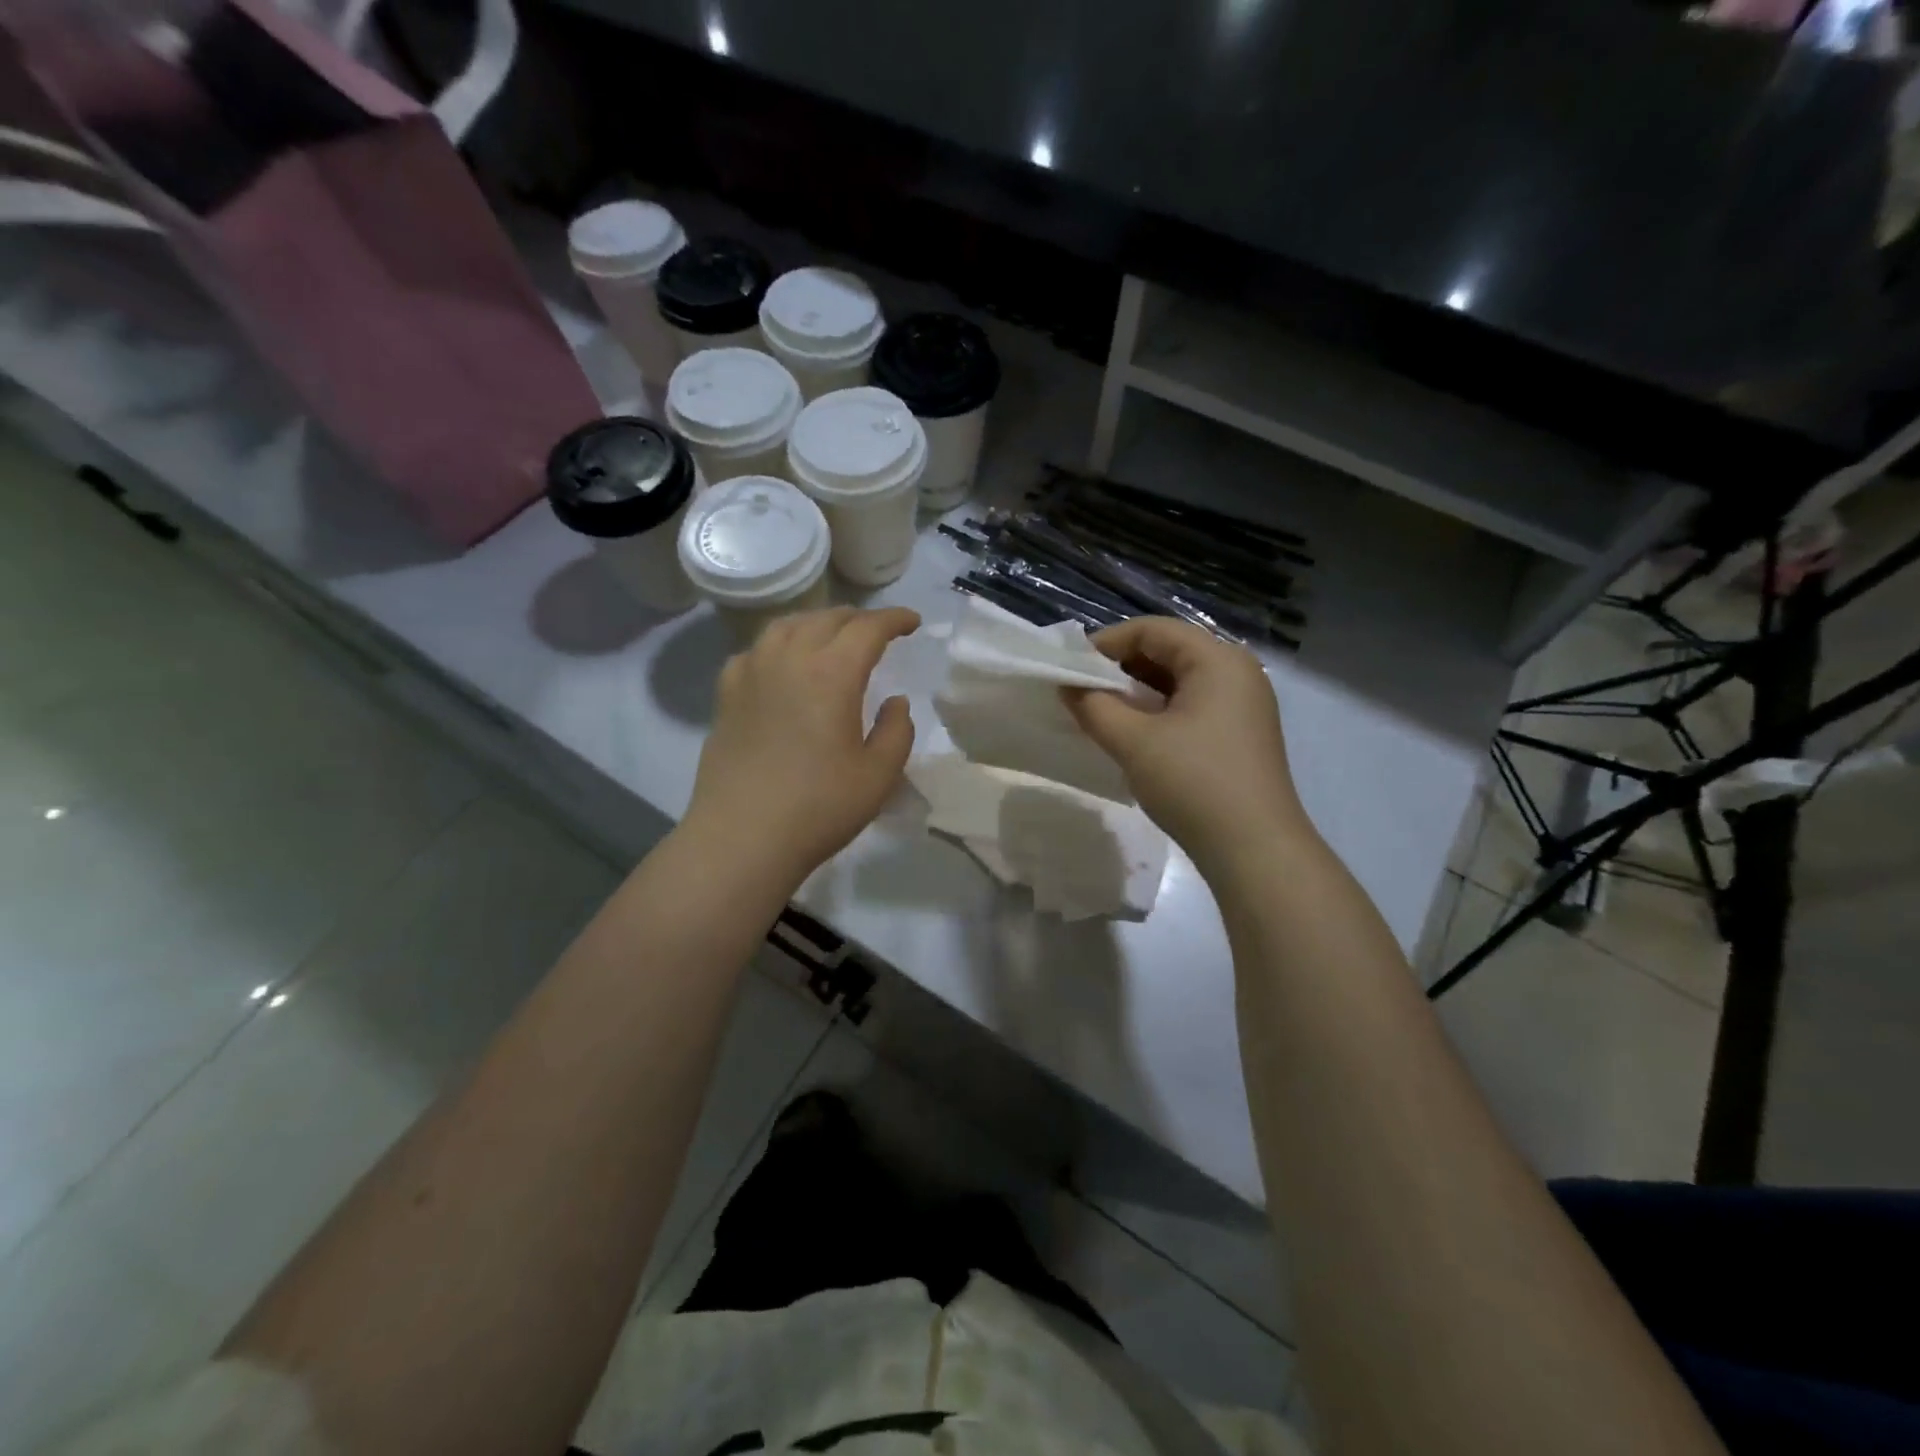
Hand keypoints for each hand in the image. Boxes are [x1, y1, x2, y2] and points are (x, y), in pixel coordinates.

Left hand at [684, 607, 919, 885]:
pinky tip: (782, 664)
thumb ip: (897, 730)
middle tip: (877, 632)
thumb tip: (895, 702)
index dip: (894, 619)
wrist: (742, 838)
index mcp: (831, 674)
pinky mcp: (727, 696)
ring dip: (817, 624)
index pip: (867, 628)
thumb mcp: (879, 775)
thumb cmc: (819, 808)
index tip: (912, 623)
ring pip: (786, 627)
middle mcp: (788, 660)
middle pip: (826, 619)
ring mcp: (751, 674)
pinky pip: (755, 651)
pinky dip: (778, 646)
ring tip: (831, 638)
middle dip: (858, 619)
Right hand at [1064, 617, 1305, 869]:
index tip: (1069, 668)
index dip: (1106, 643)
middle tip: (1081, 691)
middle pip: (1168, 651)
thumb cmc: (1194, 783)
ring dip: (1137, 691)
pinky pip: (1192, 705)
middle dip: (1120, 667)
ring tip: (1100, 712)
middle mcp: (1237, 671)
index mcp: (1218, 659)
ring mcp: (1243, 704)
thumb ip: (1093, 706)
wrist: (1254, 850)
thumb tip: (1066, 686)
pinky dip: (1158, 711)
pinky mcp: (1240, 734)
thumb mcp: (1134, 742)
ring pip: (1179, 680)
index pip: (1153, 630)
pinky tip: (1133, 733)